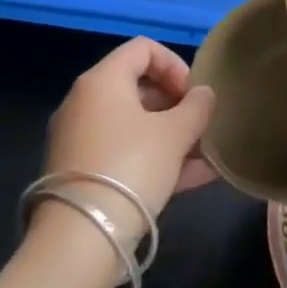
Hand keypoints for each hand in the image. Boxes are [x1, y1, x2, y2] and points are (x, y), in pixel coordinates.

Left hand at [42, 39, 217, 245]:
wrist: (80, 238)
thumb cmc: (131, 167)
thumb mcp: (175, 133)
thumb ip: (197, 107)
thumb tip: (204, 94)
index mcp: (102, 81)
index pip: (143, 49)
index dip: (175, 64)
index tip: (195, 93)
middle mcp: (85, 103)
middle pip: (138, 87)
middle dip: (176, 103)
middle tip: (200, 124)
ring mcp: (80, 139)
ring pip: (134, 124)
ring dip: (171, 134)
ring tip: (206, 153)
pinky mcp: (82, 173)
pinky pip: (125, 153)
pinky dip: (156, 158)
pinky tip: (195, 177)